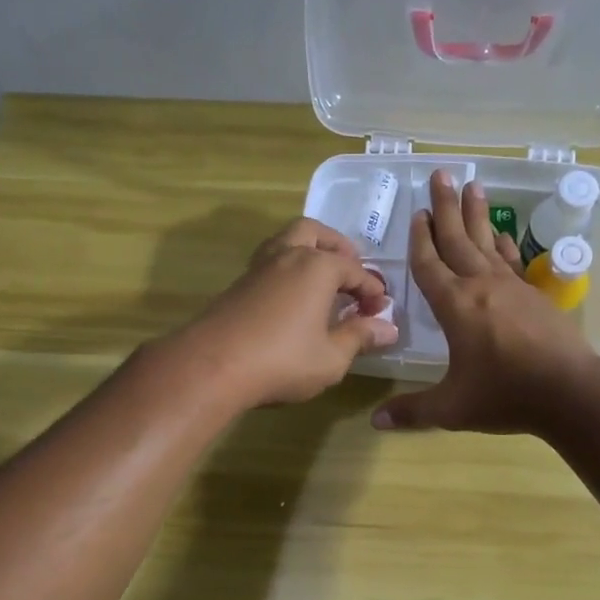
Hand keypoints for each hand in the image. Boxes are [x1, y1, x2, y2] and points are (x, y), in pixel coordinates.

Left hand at [166, 217, 396, 409]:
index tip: (380, 311)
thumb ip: (359, 338)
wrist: (212, 366)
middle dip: (336, 248)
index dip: (372, 290)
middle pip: (314, 233)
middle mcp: (288, 256)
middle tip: (349, 272)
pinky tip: (292, 299)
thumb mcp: (331, 357)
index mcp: (317, 267)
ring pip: (286, 242)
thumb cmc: (282, 361)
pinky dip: (287, 270)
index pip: (355, 270)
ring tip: (321, 281)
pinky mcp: (238, 285)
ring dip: (307, 253)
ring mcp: (258, 268)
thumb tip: (387, 328)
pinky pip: (270, 264)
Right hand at [372, 171, 599, 434]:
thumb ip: (412, 412)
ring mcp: (512, 287)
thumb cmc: (506, 395)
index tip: (416, 214)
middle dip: (445, 208)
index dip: (419, 240)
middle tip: (441, 175)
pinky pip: (513, 260)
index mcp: (455, 306)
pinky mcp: (534, 295)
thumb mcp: (452, 407)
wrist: (571, 392)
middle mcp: (481, 286)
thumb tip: (374, 422)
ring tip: (473, 186)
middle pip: (458, 239)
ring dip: (477, 215)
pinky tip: (503, 234)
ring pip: (488, 242)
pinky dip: (505, 244)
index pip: (429, 265)